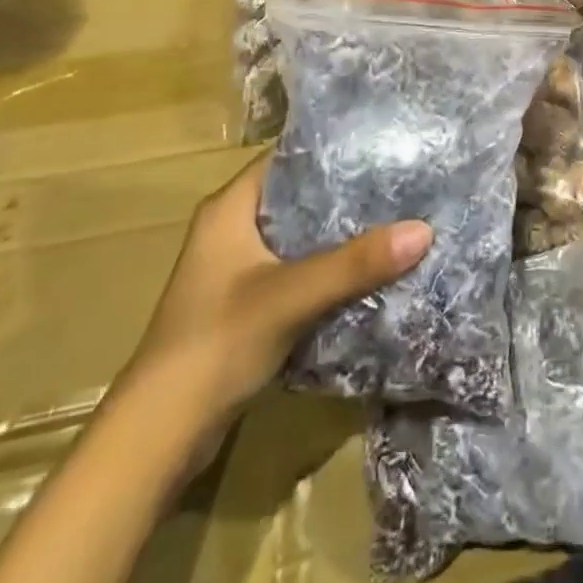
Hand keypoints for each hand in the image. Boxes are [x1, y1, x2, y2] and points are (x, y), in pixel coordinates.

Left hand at [119, 157, 431, 453]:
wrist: (158, 436)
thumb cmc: (215, 344)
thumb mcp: (291, 297)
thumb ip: (355, 264)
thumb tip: (424, 229)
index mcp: (230, 208)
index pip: (287, 157)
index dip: (333, 149)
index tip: (384, 146)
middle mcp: (232, 229)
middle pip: (299, 196)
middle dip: (347, 193)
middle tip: (402, 182)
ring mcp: (238, 269)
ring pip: (301, 236)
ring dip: (341, 233)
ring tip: (396, 219)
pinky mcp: (248, 304)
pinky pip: (299, 270)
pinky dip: (330, 267)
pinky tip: (369, 269)